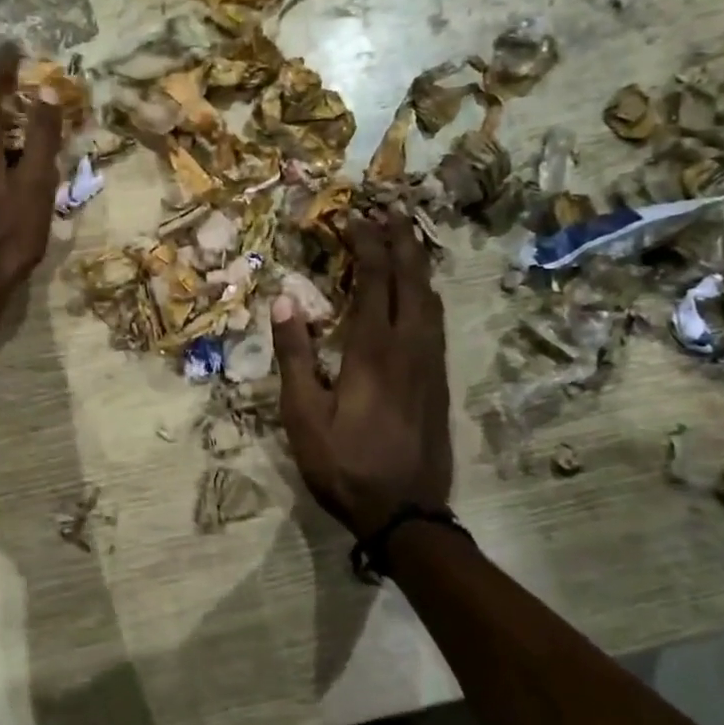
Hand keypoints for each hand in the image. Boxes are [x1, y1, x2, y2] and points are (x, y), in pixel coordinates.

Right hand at [272, 214, 451, 539]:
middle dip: (400, 240)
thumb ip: (295, 354)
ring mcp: (431, 365)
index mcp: (374, 349)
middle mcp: (411, 347)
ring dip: (417, 264)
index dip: (364, 242)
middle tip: (388, 209)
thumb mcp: (303, 414)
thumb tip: (285, 300)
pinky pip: (436, 321)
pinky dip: (425, 293)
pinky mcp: (438, 382)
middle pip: (412, 279)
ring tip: (404, 240)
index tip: (351, 215)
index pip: (374, 279)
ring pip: (431, 299)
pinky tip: (418, 296)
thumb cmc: (344, 465)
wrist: (405, 514)